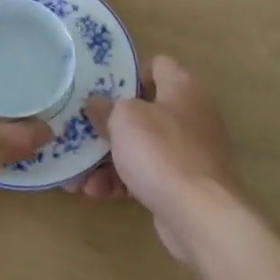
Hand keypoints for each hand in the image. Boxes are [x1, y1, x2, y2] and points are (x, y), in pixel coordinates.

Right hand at [67, 55, 244, 260]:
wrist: (200, 215)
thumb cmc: (161, 151)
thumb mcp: (123, 119)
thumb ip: (106, 107)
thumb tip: (96, 103)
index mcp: (183, 88)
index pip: (158, 64)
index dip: (130, 72)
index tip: (103, 88)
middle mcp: (191, 115)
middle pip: (144, 110)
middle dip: (109, 123)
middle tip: (82, 130)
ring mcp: (189, 152)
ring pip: (141, 146)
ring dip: (107, 158)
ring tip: (78, 174)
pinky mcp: (184, 184)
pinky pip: (146, 174)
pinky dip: (122, 181)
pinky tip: (96, 192)